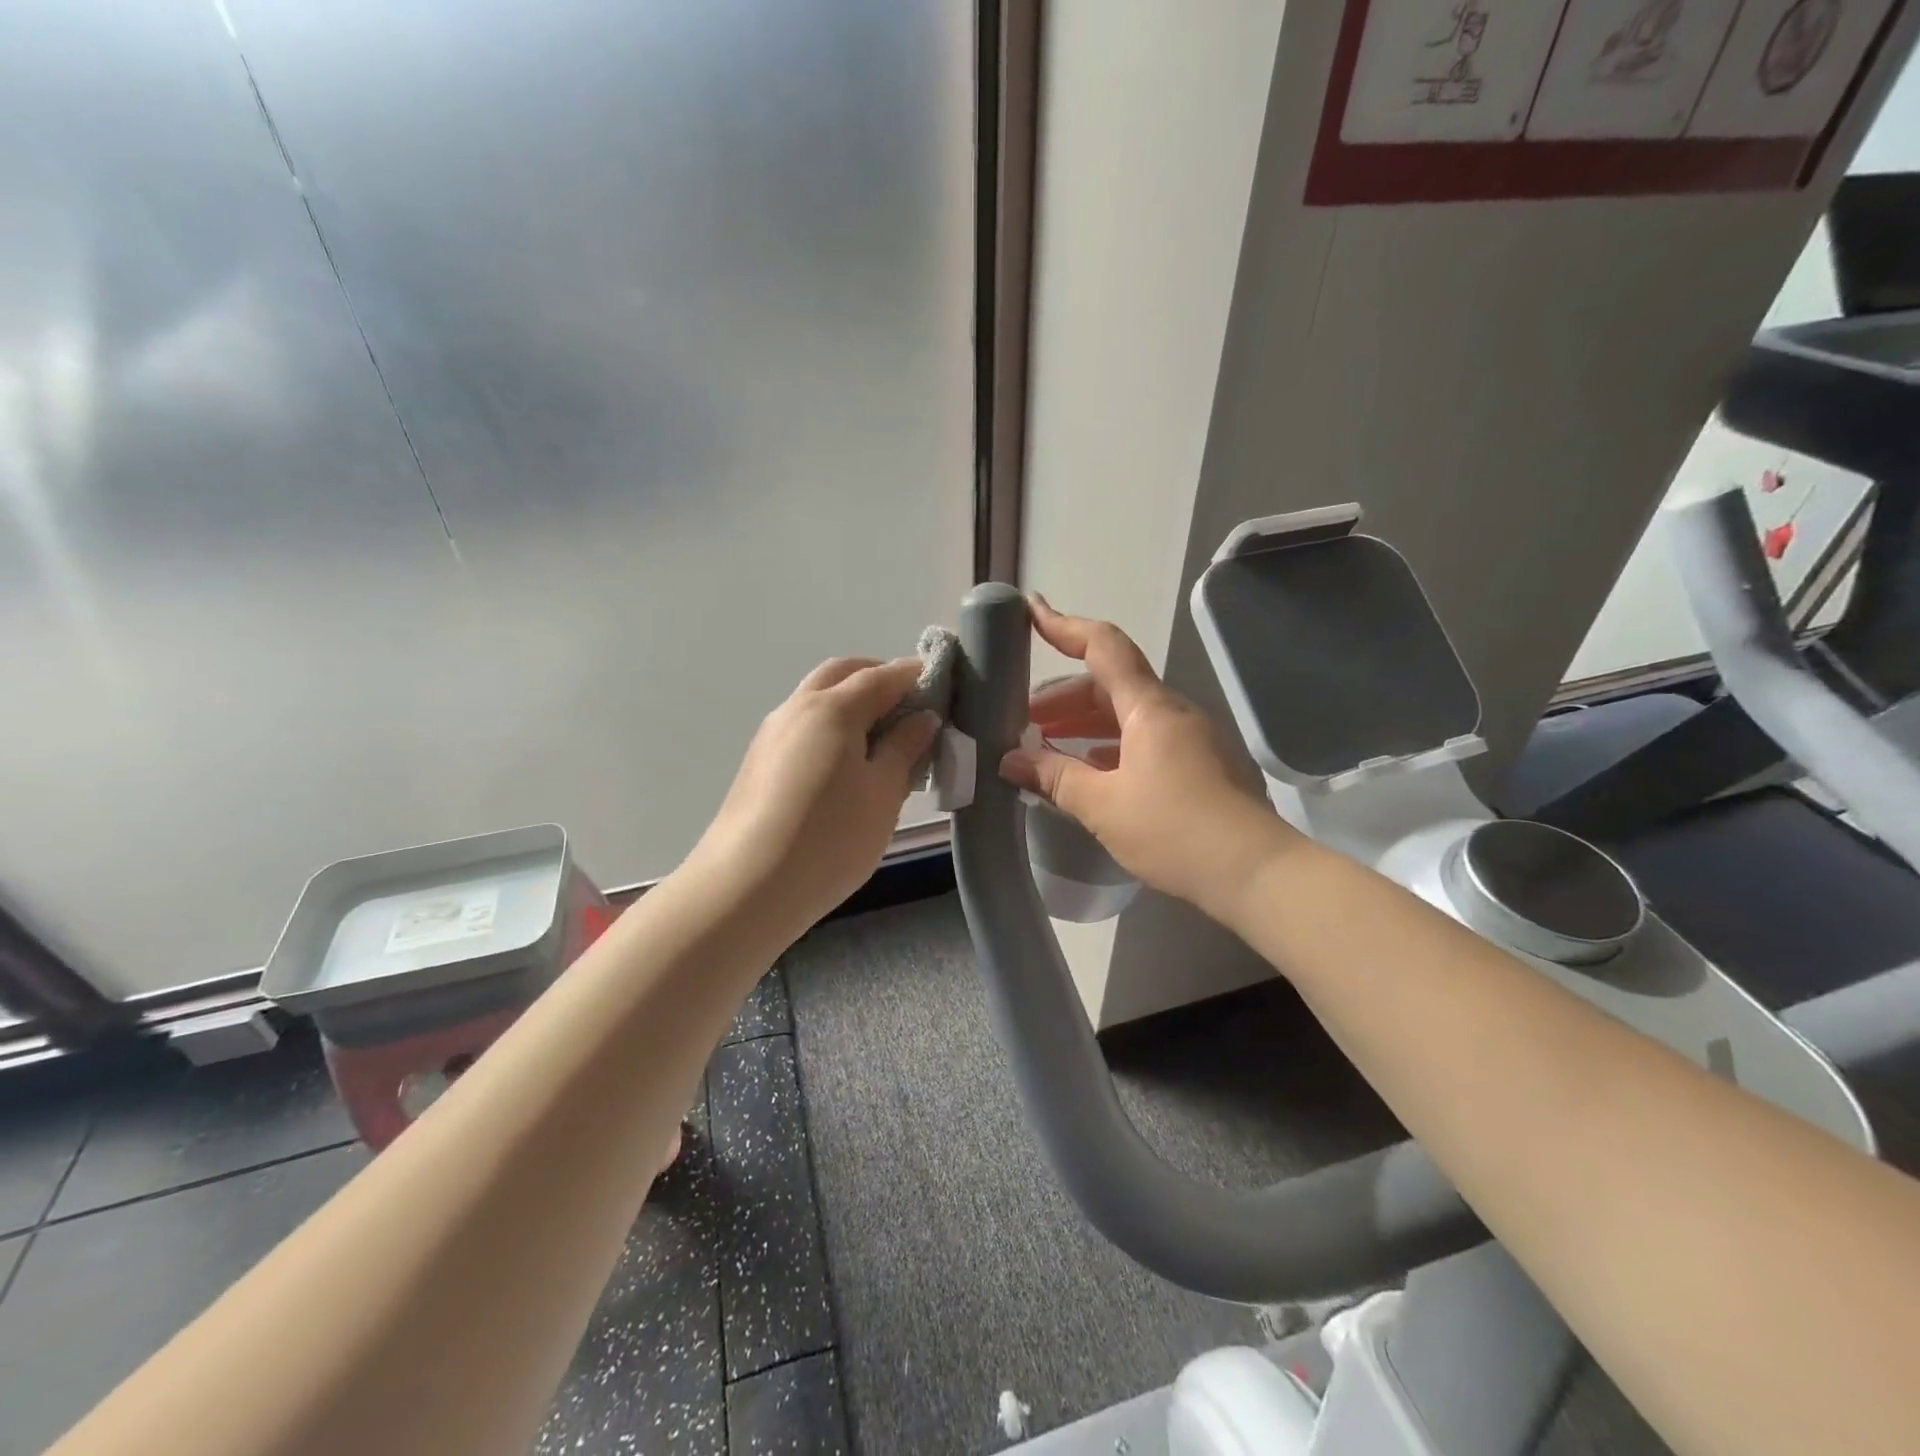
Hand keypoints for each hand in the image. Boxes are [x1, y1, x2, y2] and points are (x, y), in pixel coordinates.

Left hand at [688, 657, 937, 933]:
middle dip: (878, 679)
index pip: (881, 676)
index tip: (943, 686)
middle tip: (912, 710)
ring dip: (853, 704)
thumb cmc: (829, 838)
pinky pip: (804, 726)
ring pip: (818, 699)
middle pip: (842, 674)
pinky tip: (848, 766)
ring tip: (885, 743)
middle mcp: (797, 708)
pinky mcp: (759, 761)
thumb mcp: (883, 793)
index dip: (915, 675)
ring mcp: (772, 734)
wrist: (746, 888)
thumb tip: (922, 717)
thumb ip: (905, 748)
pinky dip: (832, 727)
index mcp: (832, 708)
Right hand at [998, 597, 1299, 920]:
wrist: (1257, 873)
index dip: (1064, 626)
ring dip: (1084, 725)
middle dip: (1063, 698)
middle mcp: (1173, 712)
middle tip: (1023, 722)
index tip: (1030, 611)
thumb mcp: (1103, 806)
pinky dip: (1110, 747)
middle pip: (1110, 685)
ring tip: (1047, 749)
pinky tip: (1090, 772)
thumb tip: (1009, 762)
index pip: (1103, 647)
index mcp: (1150, 707)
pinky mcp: (1201, 766)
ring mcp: (1191, 739)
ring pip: (1127, 715)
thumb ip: (1054, 778)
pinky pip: (1145, 741)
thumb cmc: (1174, 830)